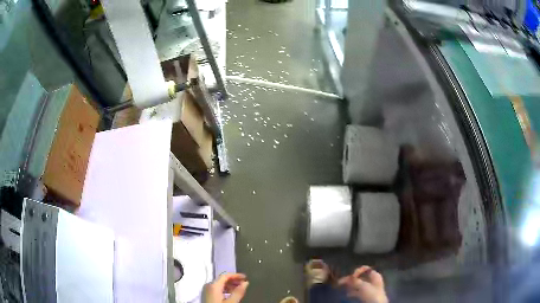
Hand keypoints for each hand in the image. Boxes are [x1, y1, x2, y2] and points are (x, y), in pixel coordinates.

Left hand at [204, 273, 248, 302]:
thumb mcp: (231, 302)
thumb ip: (238, 292)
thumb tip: (246, 283)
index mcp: (213, 285)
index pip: (225, 275)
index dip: (236, 275)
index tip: (246, 277)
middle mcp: (208, 286)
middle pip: (222, 279)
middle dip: (234, 281)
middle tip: (244, 284)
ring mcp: (207, 291)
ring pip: (220, 285)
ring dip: (230, 286)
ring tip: (239, 290)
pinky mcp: (207, 296)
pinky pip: (217, 289)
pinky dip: (225, 290)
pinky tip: (231, 295)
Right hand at [338, 266, 387, 302]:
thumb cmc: (372, 293)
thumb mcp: (363, 286)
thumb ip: (355, 281)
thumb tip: (347, 277)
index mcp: (375, 275)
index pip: (365, 269)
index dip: (357, 271)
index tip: (351, 276)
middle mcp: (373, 280)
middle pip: (360, 277)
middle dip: (351, 279)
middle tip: (340, 281)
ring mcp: (370, 288)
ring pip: (358, 284)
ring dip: (350, 285)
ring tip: (342, 287)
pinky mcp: (367, 295)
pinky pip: (358, 291)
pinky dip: (353, 292)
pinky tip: (347, 294)